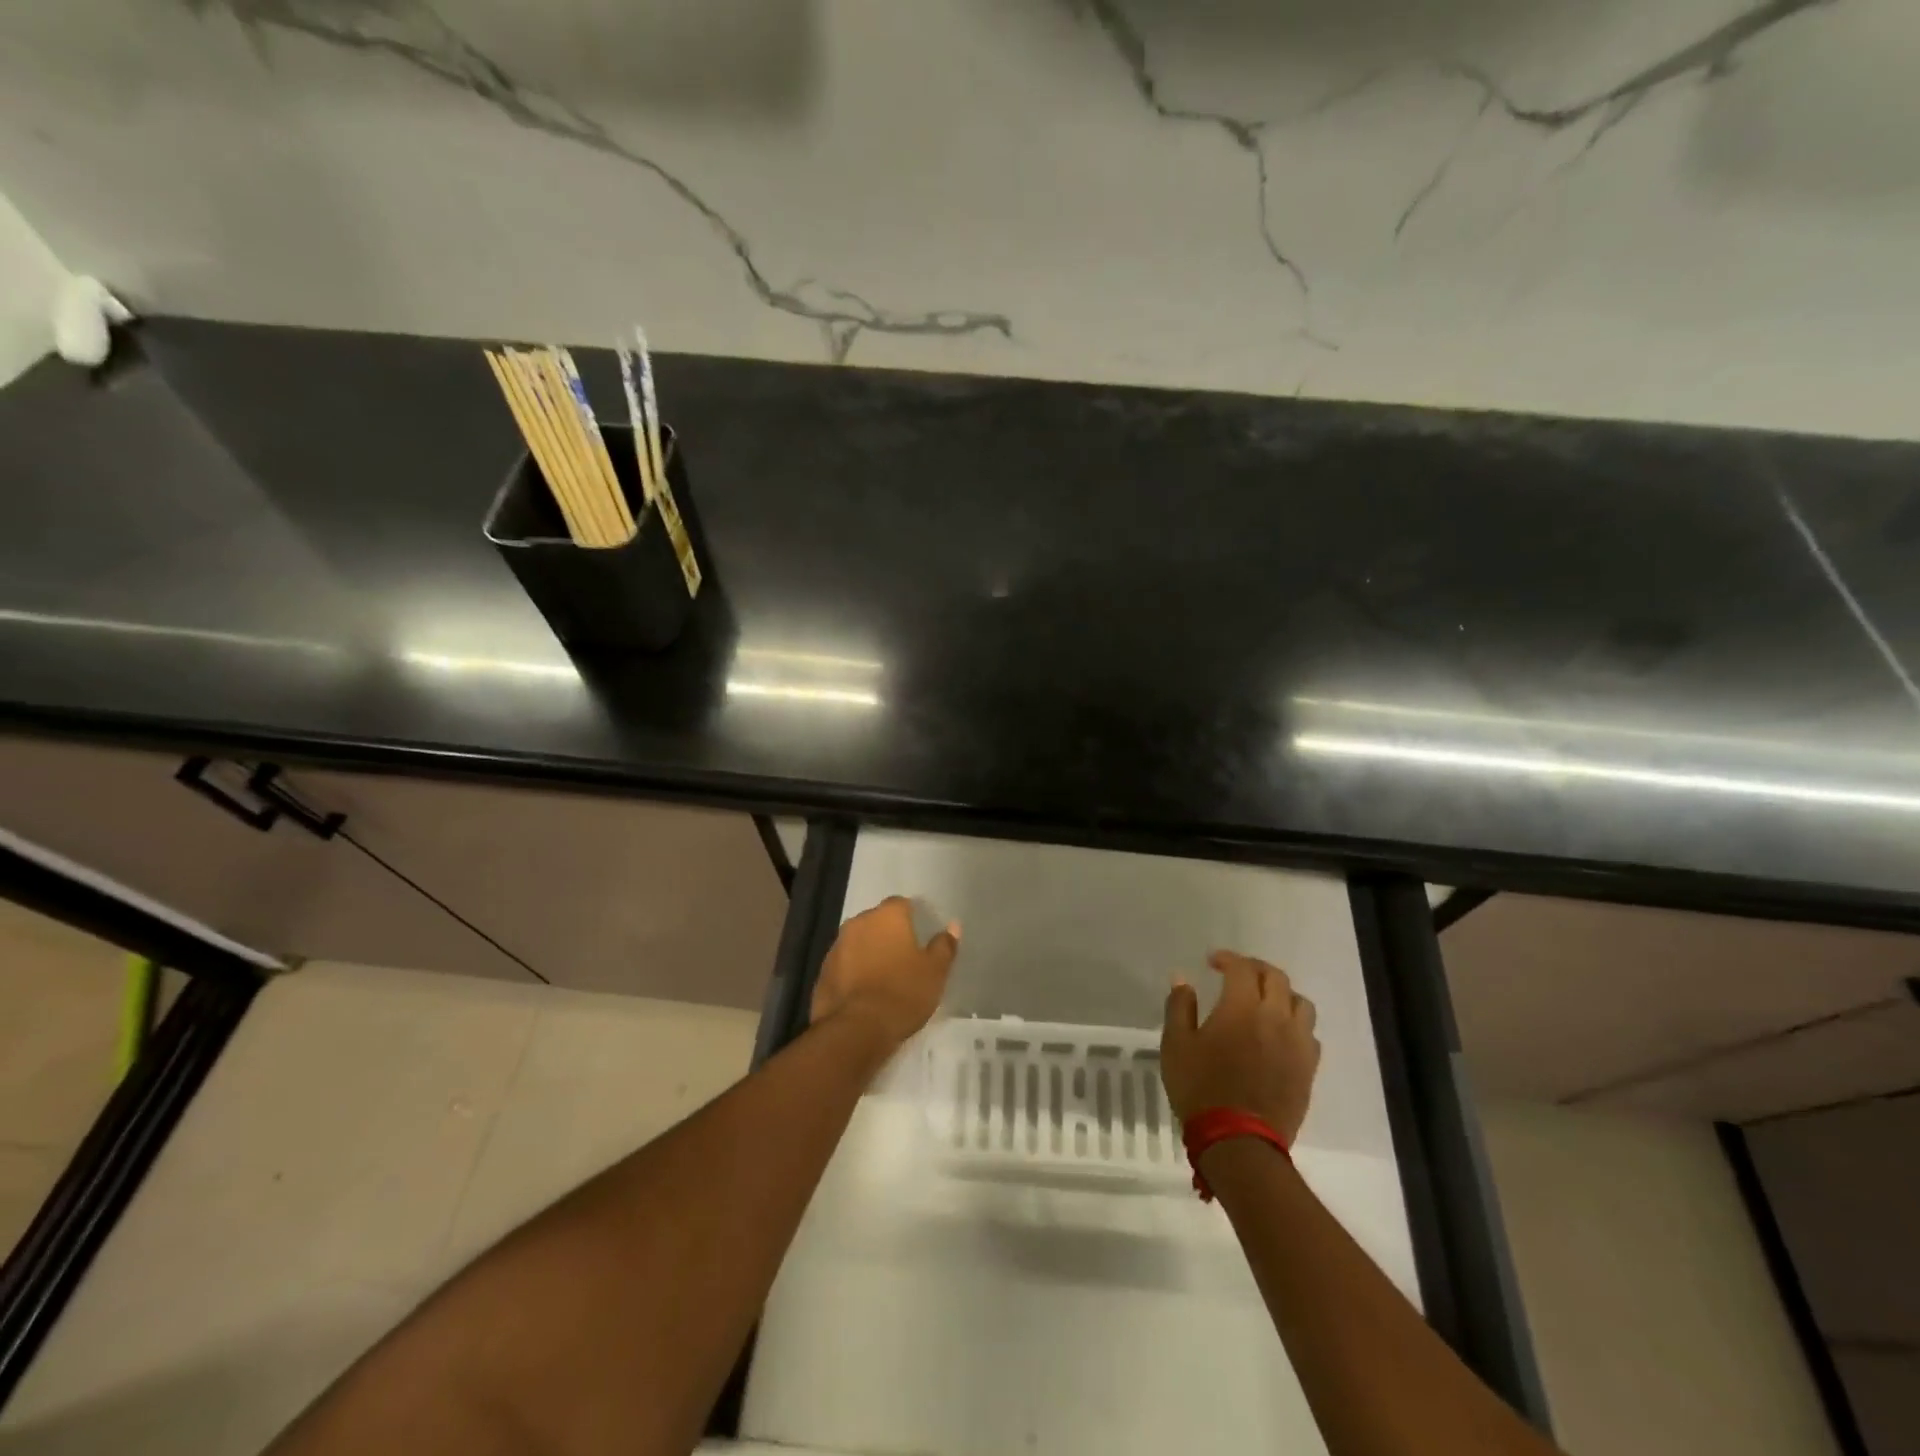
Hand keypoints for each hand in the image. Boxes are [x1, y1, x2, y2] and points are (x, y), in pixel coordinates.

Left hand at [811, 897, 959, 1051]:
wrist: (856, 1030)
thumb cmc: (902, 993)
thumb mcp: (935, 971)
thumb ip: (944, 945)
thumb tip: (953, 925)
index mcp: (887, 916)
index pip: (900, 904)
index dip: (911, 917)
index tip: (919, 936)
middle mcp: (858, 923)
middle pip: (876, 922)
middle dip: (888, 934)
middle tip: (904, 957)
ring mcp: (837, 947)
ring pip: (858, 942)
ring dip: (869, 953)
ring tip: (884, 977)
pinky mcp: (823, 972)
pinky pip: (844, 965)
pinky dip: (854, 972)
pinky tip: (864, 993)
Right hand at [1161, 950, 1319, 1144]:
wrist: (1239, 1141)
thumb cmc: (1200, 1088)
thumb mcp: (1176, 1044)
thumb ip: (1180, 1006)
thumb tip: (1182, 979)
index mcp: (1242, 1007)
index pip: (1242, 968)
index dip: (1227, 958)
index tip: (1213, 962)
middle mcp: (1275, 1017)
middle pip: (1276, 978)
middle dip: (1256, 969)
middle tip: (1238, 974)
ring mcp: (1297, 1044)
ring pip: (1301, 1004)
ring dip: (1282, 994)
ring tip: (1265, 1002)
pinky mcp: (1308, 1069)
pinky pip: (1310, 1034)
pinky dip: (1295, 1024)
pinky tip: (1279, 1035)